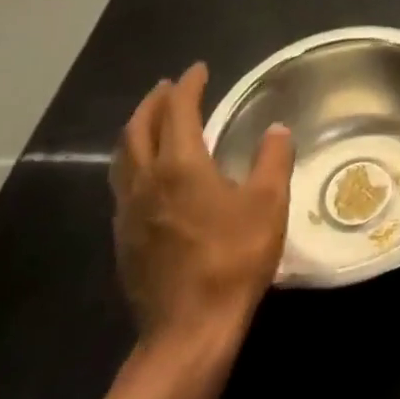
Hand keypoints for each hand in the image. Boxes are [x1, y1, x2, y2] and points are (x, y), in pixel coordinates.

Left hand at [109, 62, 293, 351]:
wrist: (189, 329)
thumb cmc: (234, 258)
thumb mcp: (269, 203)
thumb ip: (273, 159)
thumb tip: (276, 129)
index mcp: (181, 166)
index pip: (179, 111)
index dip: (189, 86)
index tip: (199, 70)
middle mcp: (146, 181)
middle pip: (139, 129)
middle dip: (154, 102)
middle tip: (169, 87)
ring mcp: (129, 212)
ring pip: (124, 157)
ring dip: (138, 130)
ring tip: (153, 121)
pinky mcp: (124, 239)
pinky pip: (123, 184)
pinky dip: (134, 161)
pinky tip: (149, 174)